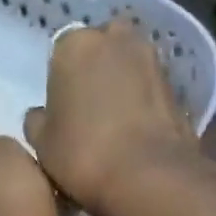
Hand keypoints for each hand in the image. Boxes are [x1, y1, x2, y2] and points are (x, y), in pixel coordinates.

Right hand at [23, 20, 199, 215]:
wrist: (148, 177)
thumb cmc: (83, 155)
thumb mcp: (42, 145)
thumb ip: (37, 122)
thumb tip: (41, 115)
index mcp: (74, 45)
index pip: (61, 54)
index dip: (61, 83)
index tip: (63, 111)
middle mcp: (116, 38)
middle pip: (101, 50)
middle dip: (97, 72)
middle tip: (90, 112)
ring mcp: (152, 60)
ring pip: (130, 67)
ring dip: (123, 86)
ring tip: (116, 125)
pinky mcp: (178, 87)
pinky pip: (150, 90)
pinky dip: (144, 104)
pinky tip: (137, 134)